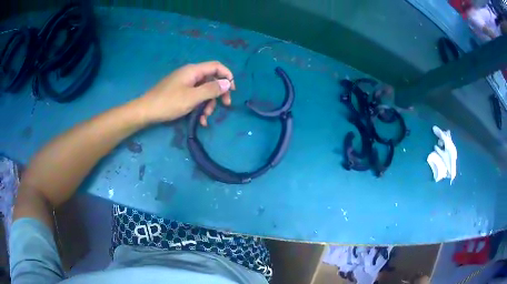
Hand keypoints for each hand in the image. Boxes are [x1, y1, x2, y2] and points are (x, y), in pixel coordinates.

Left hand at [137, 61, 235, 125]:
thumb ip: (211, 89)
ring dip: (208, 104)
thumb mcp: (192, 97)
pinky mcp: (180, 92)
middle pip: (211, 79)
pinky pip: (194, 96)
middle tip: (225, 106)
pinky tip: (199, 120)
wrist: (146, 111)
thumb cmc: (169, 103)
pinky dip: (199, 106)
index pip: (216, 66)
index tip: (232, 90)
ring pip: (203, 90)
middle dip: (218, 93)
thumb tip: (227, 83)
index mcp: (193, 71)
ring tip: (205, 118)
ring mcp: (184, 83)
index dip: (227, 75)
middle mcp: (190, 74)